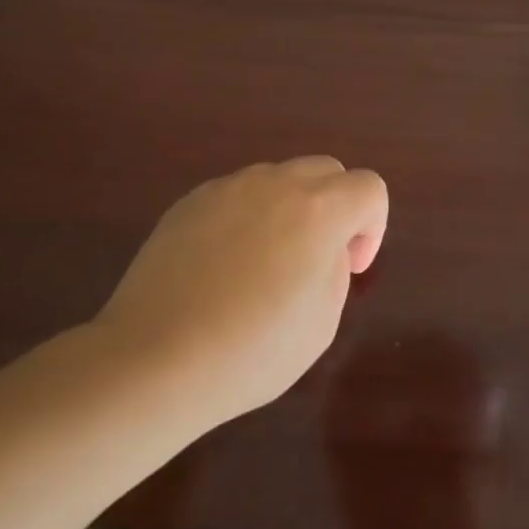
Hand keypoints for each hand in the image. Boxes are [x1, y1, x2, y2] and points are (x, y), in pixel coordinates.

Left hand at [94, 158, 387, 424]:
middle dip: (335, 207)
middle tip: (315, 259)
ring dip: (289, 209)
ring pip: (278, 179)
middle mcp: (276, 183)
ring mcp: (228, 186)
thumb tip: (319, 249)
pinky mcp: (191, 200)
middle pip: (326, 170)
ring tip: (263, 265)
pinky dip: (245, 218)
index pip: (369, 187)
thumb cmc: (252, 350)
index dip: (372, 227)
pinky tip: (221, 267)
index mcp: (319, 209)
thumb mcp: (322, 322)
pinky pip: (236, 195)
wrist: (156, 357)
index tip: (350, 268)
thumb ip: (334, 268)